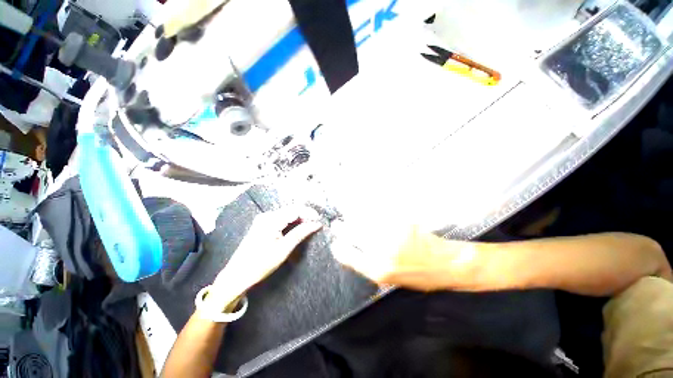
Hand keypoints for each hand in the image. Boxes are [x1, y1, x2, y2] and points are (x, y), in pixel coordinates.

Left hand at [208, 206, 321, 307]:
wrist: (237, 275)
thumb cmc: (261, 264)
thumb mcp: (284, 249)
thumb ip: (301, 233)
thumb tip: (317, 223)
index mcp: (271, 219)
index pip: (296, 210)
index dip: (309, 213)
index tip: (320, 221)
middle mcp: (267, 215)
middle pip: (291, 210)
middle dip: (305, 215)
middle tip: (316, 225)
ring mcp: (263, 219)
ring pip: (287, 214)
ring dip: (299, 219)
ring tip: (309, 227)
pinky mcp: (263, 224)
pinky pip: (281, 219)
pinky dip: (291, 222)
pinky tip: (297, 229)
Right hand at [330, 221, 466, 290]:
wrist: (446, 265)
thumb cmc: (418, 276)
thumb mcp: (391, 280)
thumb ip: (370, 265)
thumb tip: (353, 251)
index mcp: (378, 270)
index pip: (349, 257)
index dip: (339, 249)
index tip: (335, 244)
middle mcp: (382, 251)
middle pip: (353, 234)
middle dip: (342, 229)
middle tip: (337, 225)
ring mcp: (391, 234)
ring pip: (364, 221)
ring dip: (354, 218)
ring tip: (349, 217)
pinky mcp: (400, 222)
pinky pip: (378, 214)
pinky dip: (369, 212)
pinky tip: (365, 211)